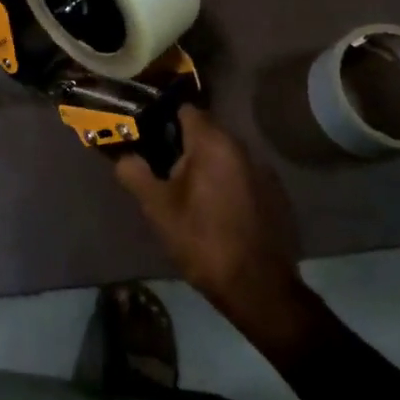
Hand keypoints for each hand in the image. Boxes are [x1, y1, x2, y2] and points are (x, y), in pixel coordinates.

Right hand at [115, 107, 312, 341]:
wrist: (259, 289)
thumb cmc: (202, 241)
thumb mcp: (157, 208)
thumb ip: (135, 173)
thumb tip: (123, 156)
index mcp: (213, 143)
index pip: (185, 110)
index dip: (163, 119)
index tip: (148, 136)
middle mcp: (242, 147)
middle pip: (206, 130)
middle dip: (183, 144)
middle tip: (162, 167)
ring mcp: (263, 170)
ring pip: (225, 154)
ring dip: (206, 163)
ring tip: (187, 190)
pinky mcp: (276, 194)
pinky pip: (242, 174)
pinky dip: (227, 181)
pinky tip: (217, 209)